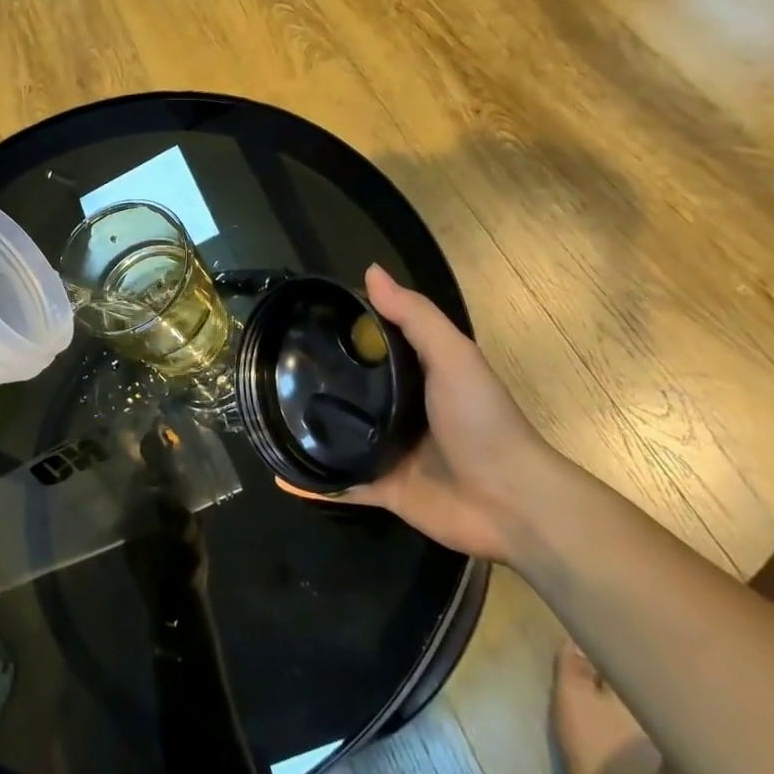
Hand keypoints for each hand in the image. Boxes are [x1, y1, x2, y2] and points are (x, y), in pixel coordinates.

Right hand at [281, 264, 569, 560]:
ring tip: (261, 416)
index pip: (370, 347)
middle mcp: (398, 411)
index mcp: (416, 376)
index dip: (340, 332)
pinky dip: (311, 484)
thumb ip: (414, 316)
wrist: (512, 502)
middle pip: (349, 391)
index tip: (298, 319)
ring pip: (338, 436)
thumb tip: (370, 271)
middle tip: (269, 368)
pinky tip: (278, 474)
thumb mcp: (454, 356)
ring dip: (308, 430)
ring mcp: (389, 451)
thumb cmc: (482, 421)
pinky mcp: (383, 489)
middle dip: (314, 381)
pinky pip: (340, 484)